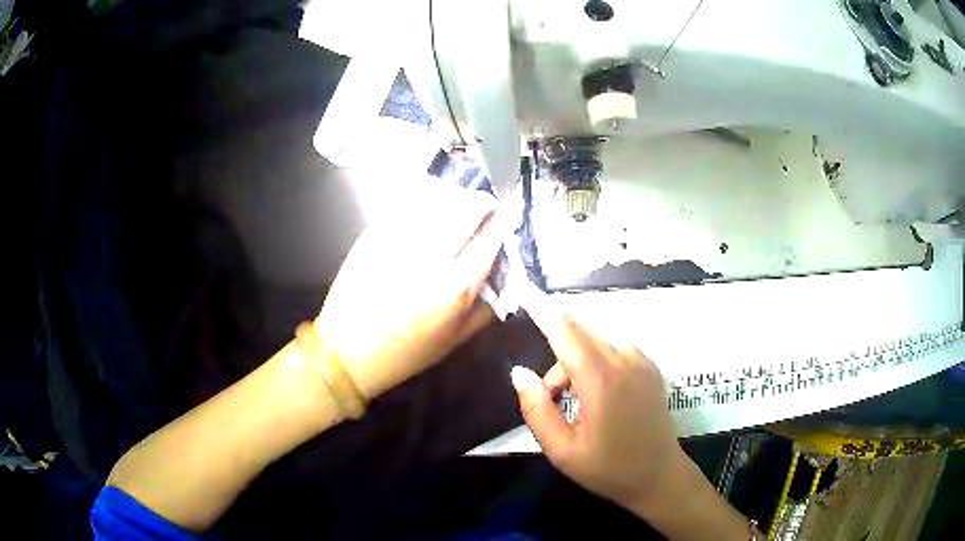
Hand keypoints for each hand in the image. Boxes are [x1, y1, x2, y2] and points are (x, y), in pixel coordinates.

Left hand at [315, 182, 503, 400]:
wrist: (347, 351)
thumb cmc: (405, 352)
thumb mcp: (456, 340)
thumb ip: (487, 307)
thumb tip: (505, 272)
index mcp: (454, 288)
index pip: (490, 238)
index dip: (503, 221)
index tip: (507, 216)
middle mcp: (430, 259)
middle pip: (466, 208)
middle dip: (481, 203)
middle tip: (485, 205)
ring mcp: (399, 241)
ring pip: (437, 199)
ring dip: (455, 197)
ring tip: (458, 204)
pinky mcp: (374, 233)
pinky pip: (407, 203)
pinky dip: (425, 198)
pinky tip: (429, 206)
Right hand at [509, 283, 684, 509]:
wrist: (659, 476)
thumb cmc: (608, 468)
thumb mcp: (561, 450)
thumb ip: (536, 409)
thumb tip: (519, 372)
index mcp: (601, 379)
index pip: (566, 331)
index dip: (543, 309)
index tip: (524, 291)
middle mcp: (625, 360)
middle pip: (580, 333)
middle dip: (557, 353)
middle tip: (551, 395)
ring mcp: (643, 361)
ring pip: (598, 339)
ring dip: (577, 359)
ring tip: (574, 399)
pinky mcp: (651, 367)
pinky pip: (616, 347)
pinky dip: (597, 358)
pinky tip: (597, 393)